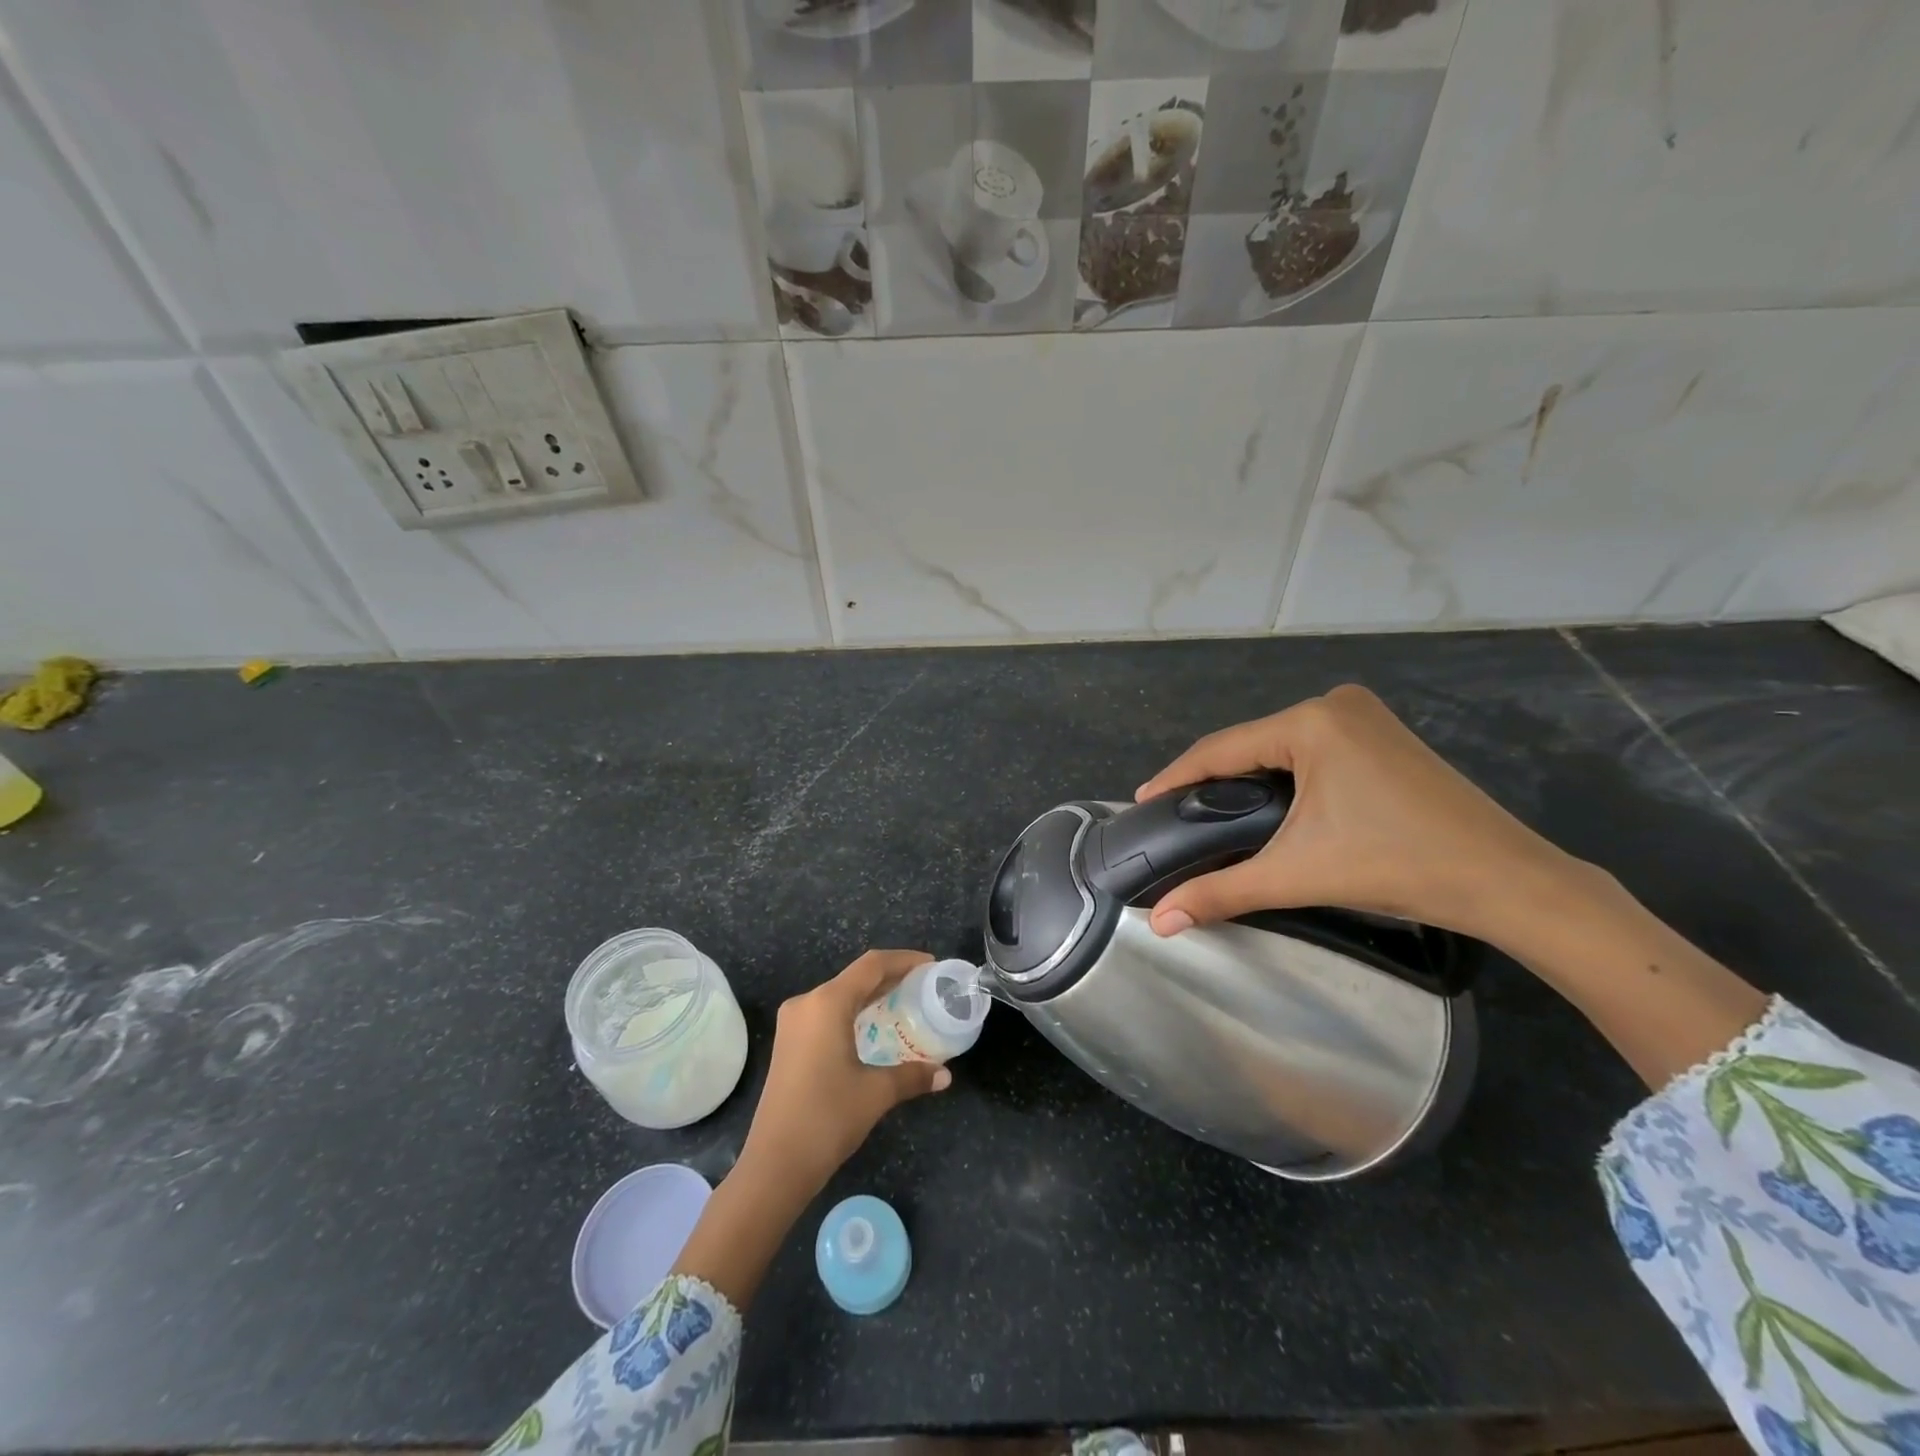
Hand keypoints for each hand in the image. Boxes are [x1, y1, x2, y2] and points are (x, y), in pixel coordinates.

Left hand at [739, 949, 951, 1197]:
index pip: (872, 965)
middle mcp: (807, 1003)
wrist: (774, 1166)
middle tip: (924, 986)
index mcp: (827, 1003)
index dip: (904, 960)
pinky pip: (827, 1013)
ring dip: (871, 996)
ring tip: (905, 1003)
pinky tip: (874, 1028)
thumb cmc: (827, 1118)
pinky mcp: (789, 1043)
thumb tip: (945, 1075)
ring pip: (840, 996)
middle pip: (855, 978)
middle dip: (890, 978)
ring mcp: (793, 1023)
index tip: (931, 965)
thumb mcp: (876, 1093)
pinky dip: (854, 1013)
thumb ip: (913, 1076)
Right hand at [1135, 685, 1581, 948]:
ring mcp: (1365, 716)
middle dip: (1212, 780)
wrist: (1508, 881)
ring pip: (1280, 746)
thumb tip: (1159, 922)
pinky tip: (1269, 802)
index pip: (1221, 749)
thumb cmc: (1396, 865)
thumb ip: (1220, 893)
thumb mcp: (1297, 874)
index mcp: (1310, 722)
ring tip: (1213, 812)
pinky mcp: (1384, 735)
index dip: (1177, 777)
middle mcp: (1334, 705)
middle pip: (1250, 745)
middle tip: (1177, 815)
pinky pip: (1311, 749)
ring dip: (1246, 778)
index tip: (1143, 801)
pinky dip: (1283, 775)